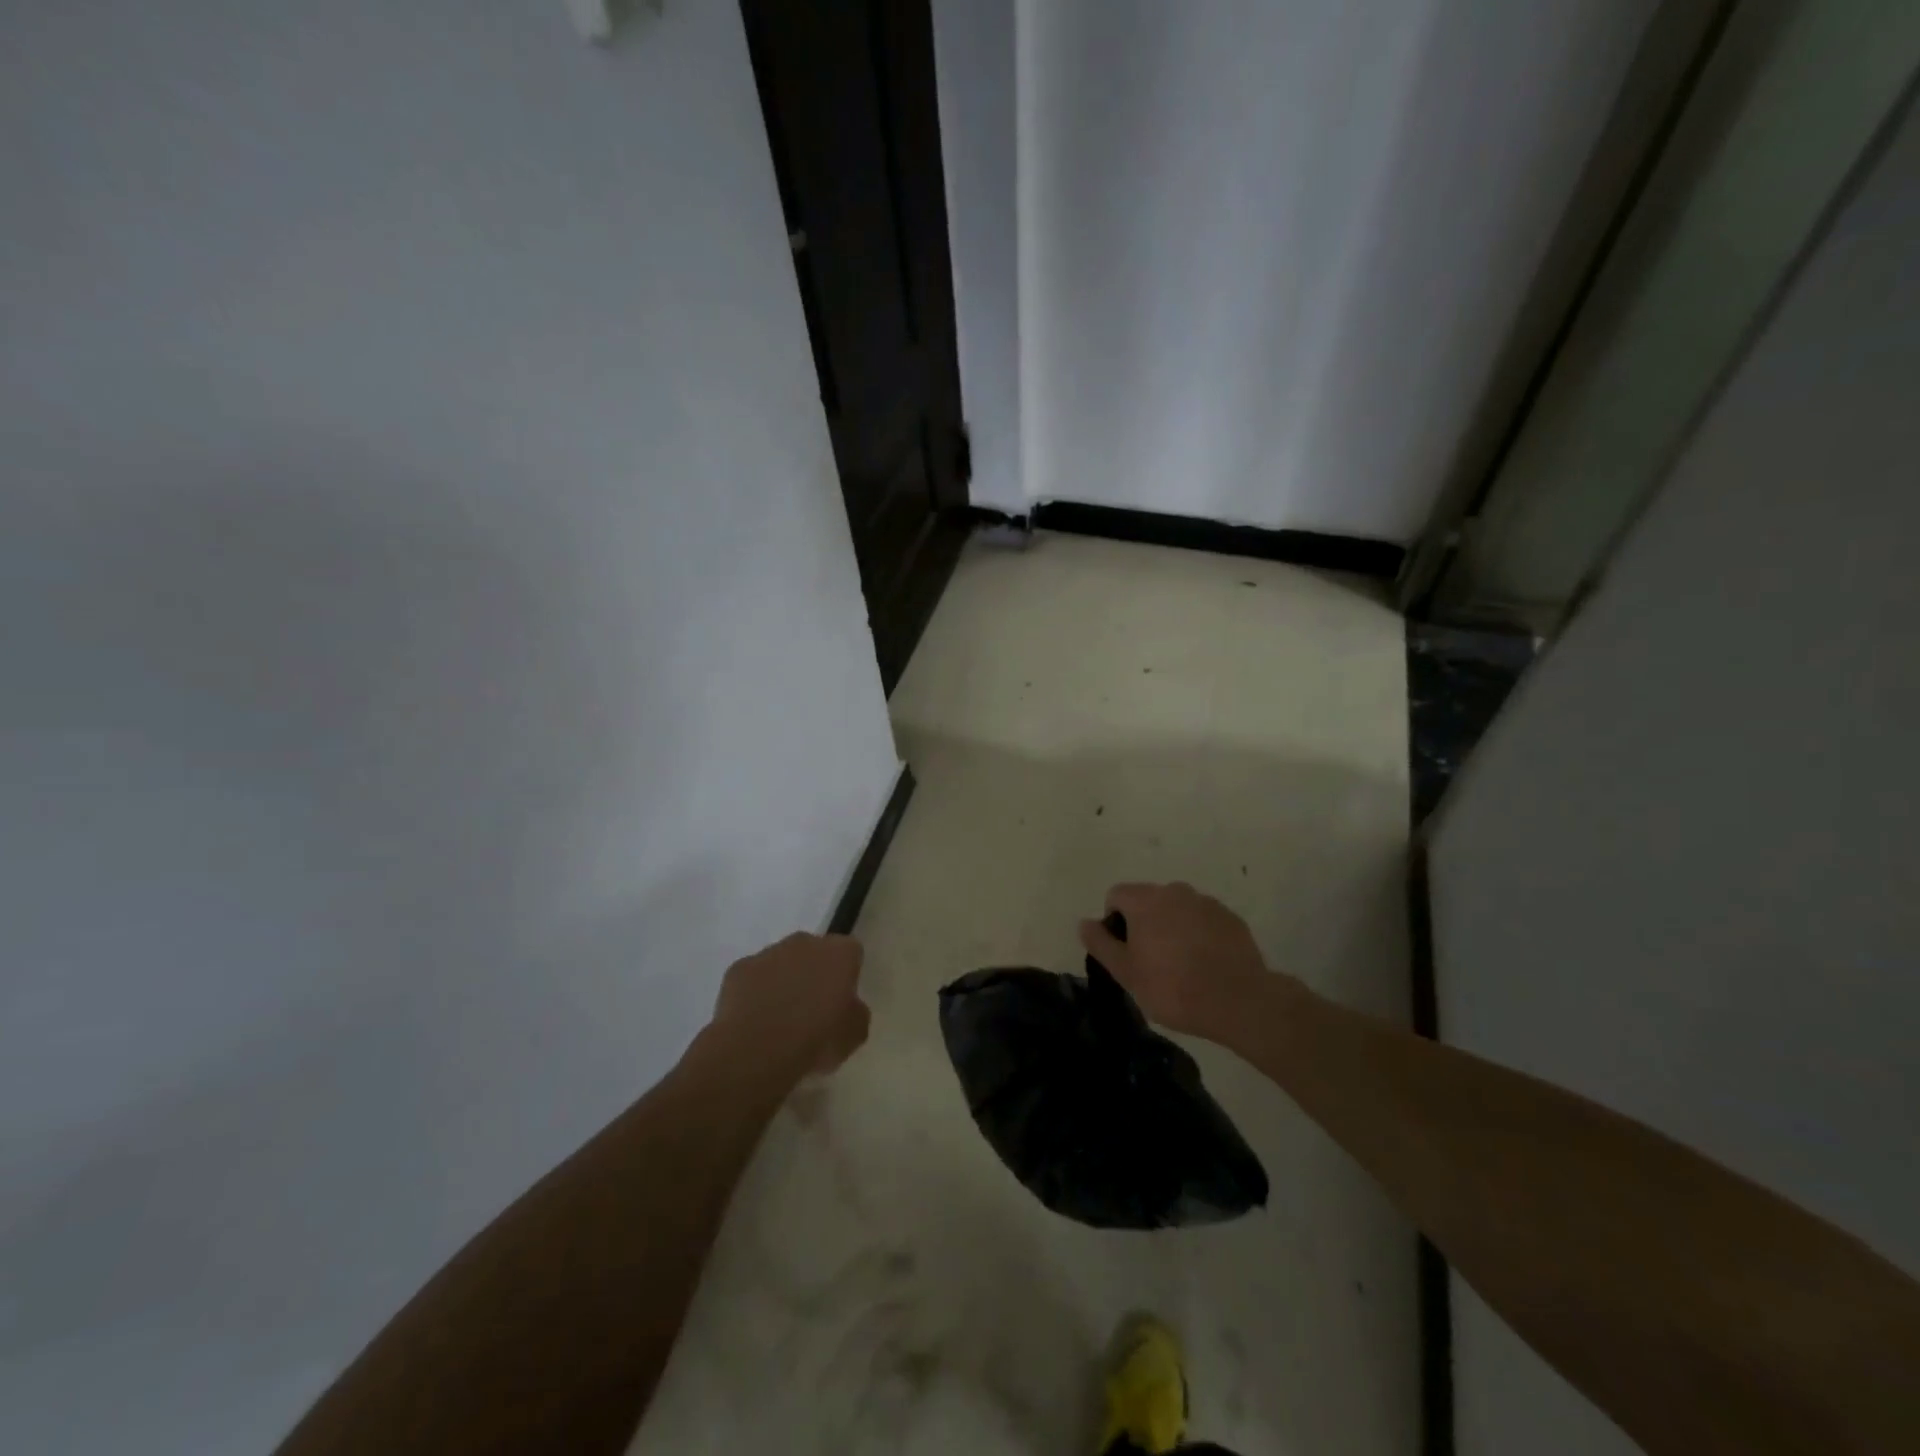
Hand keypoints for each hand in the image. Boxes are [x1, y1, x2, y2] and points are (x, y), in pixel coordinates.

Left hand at [708, 932, 870, 1078]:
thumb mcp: (855, 1034)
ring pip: (781, 962)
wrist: (758, 1050)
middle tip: (812, 1008)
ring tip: (779, 1019)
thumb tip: (846, 1006)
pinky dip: (755, 993)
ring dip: (783, 981)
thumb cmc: (816, 1039)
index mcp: (839, 952)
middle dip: (814, 972)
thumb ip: (855, 1011)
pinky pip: (753, 978)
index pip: (850, 952)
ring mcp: (768, 953)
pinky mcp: (738, 969)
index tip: (842, 999)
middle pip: (814, 952)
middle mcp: (804, 943)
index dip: (847, 974)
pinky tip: (755, 1020)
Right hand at [1078, 882, 1278, 1038]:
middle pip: (1148, 900)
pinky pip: (1204, 920)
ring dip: (1173, 928)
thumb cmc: (1172, 987)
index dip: (1114, 922)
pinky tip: (1206, 965)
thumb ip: (1101, 943)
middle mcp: (1175, 891)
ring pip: (1178, 909)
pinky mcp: (1231, 918)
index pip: (1116, 895)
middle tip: (1151, 962)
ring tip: (1182, 966)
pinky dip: (1199, 935)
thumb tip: (1085, 923)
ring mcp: (1207, 902)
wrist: (1238, 1001)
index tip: (1125, 952)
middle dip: (1145, 924)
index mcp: (1145, 900)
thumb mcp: (1125, 972)